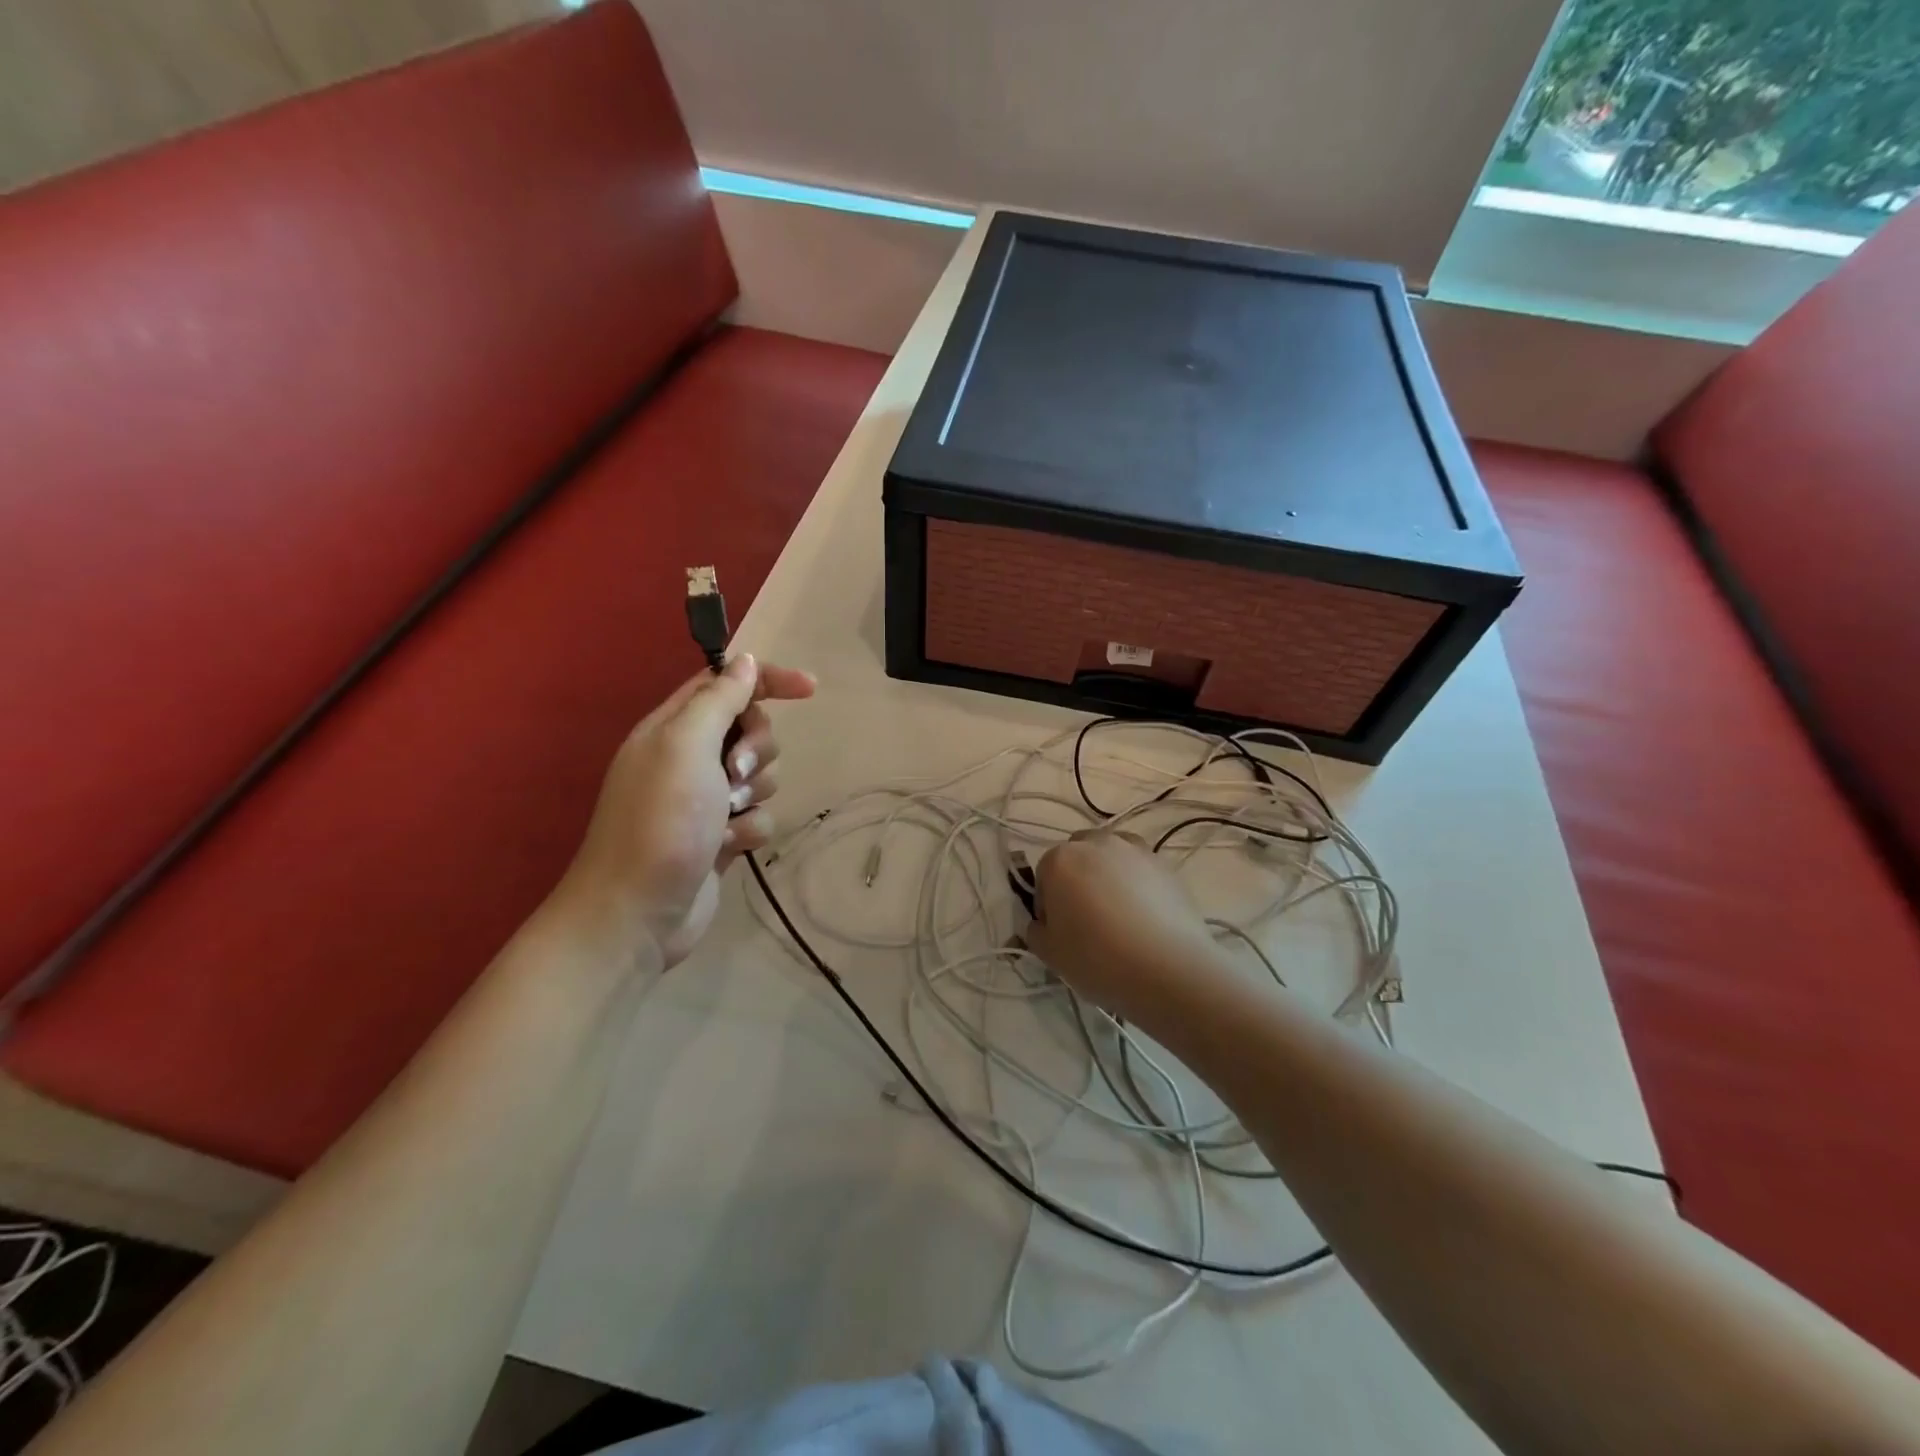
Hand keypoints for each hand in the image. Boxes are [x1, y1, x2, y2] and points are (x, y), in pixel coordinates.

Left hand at [557, 654, 815, 967]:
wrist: (638, 913)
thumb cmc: (660, 821)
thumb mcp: (685, 746)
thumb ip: (718, 699)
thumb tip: (745, 662)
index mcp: (673, 727)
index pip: (726, 683)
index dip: (768, 680)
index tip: (810, 689)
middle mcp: (689, 758)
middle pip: (752, 729)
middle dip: (757, 749)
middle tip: (735, 773)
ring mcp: (706, 800)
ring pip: (762, 775)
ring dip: (753, 793)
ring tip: (726, 816)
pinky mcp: (721, 836)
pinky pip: (759, 816)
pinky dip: (749, 830)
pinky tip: (728, 847)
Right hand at [1025, 831, 1235, 1028]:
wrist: (1169, 970)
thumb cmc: (1097, 959)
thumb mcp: (1049, 954)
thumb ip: (1036, 930)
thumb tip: (1043, 922)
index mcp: (1059, 860)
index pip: (1043, 877)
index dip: (1048, 906)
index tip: (1059, 932)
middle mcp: (1096, 843)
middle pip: (1077, 857)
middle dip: (1077, 880)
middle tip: (1087, 920)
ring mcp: (1134, 850)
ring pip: (1111, 858)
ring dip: (1108, 876)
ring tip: (1118, 915)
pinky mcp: (1165, 865)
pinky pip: (1140, 870)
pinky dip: (1137, 884)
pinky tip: (1144, 917)